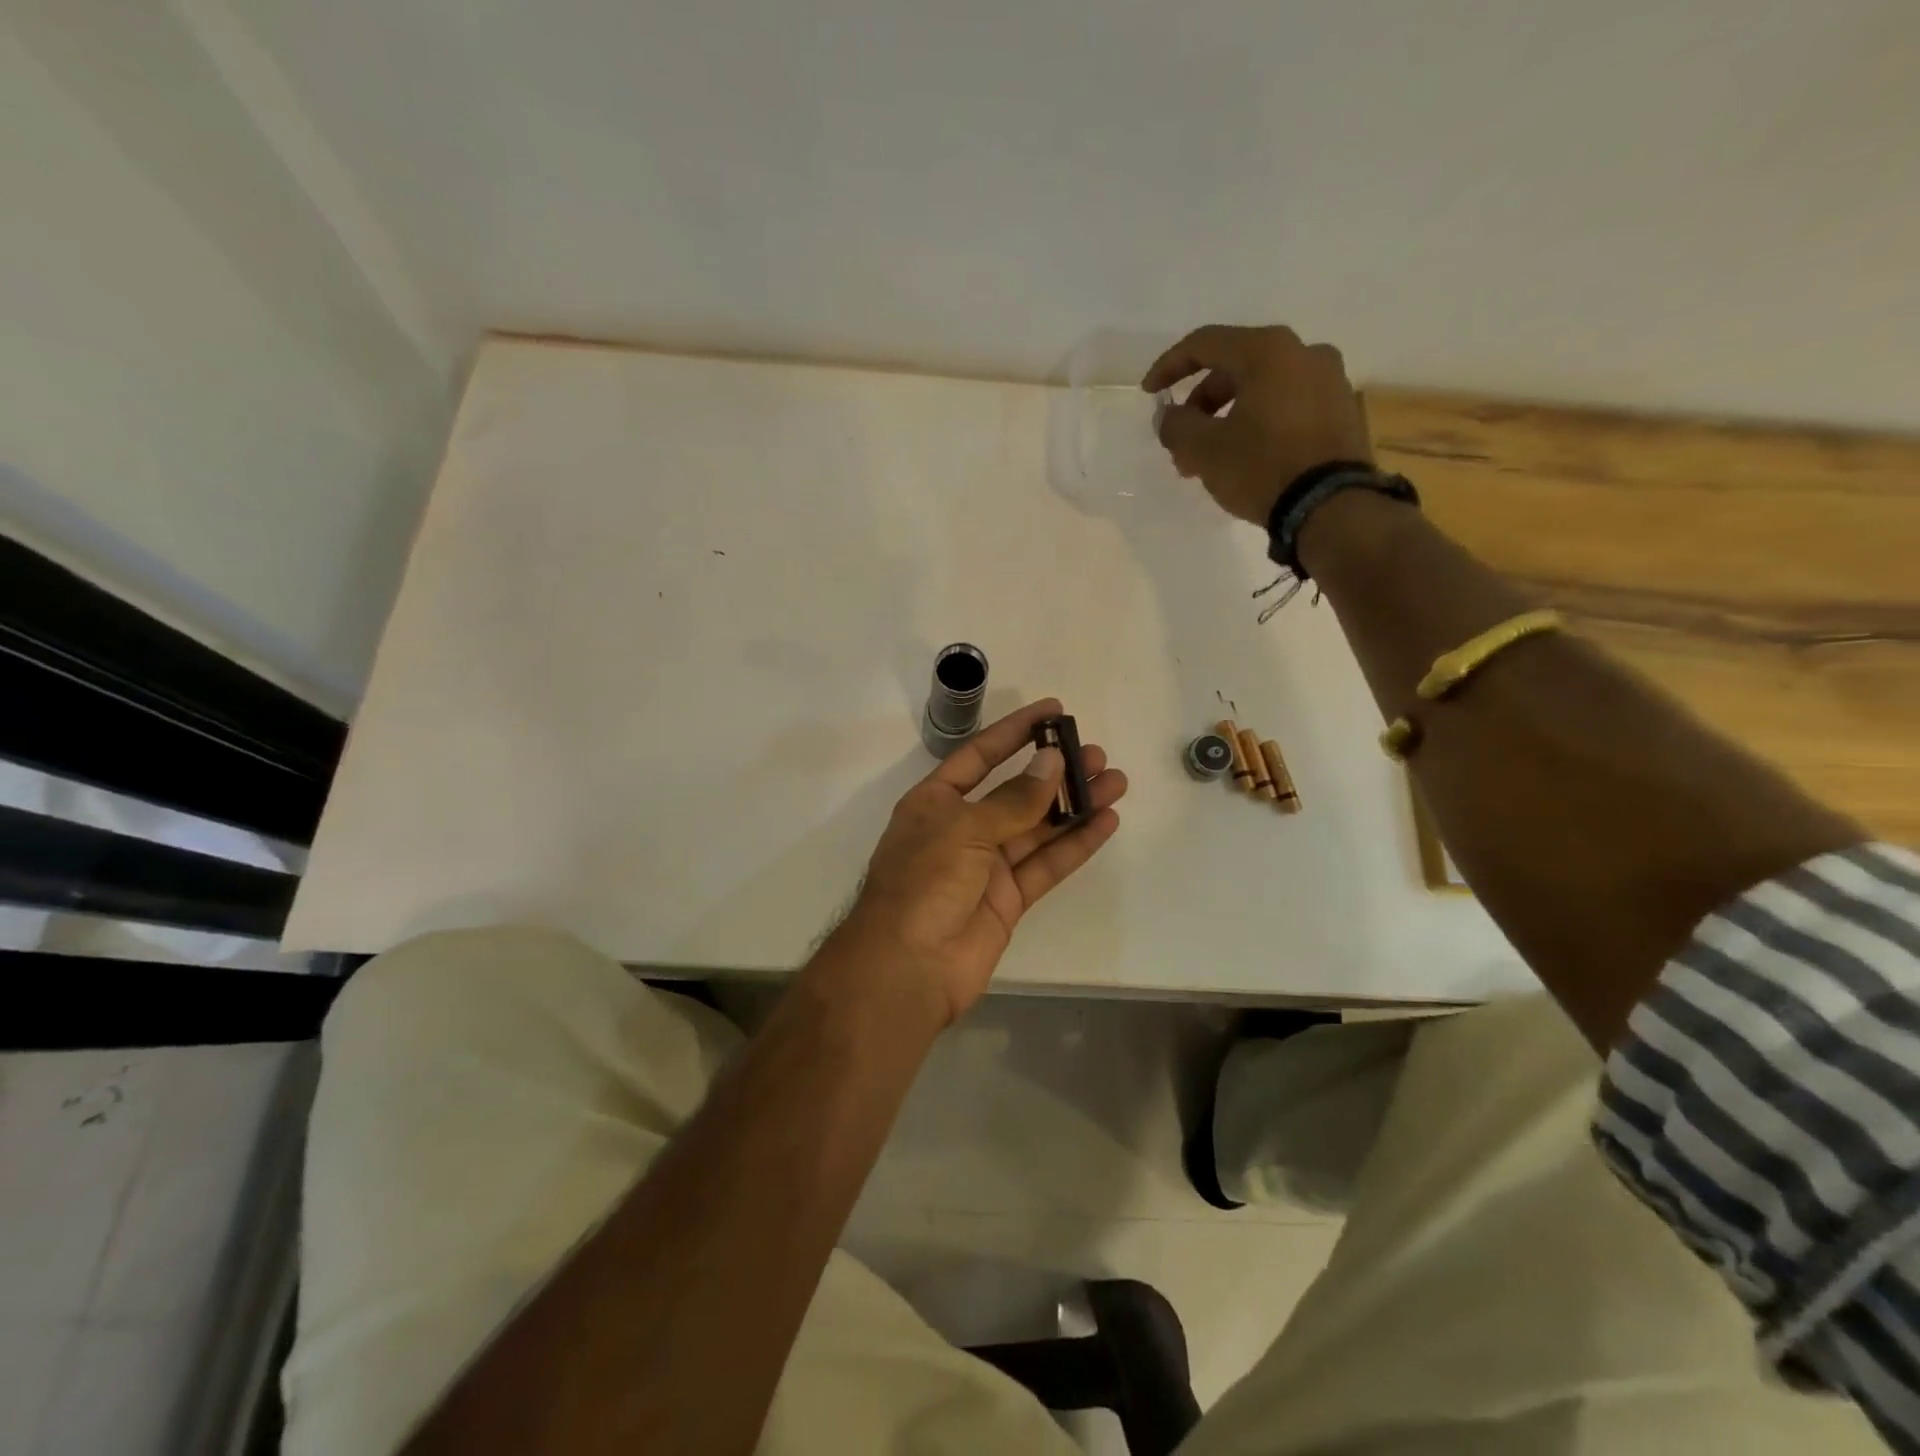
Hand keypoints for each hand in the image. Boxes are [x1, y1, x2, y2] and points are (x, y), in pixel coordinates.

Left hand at [833, 698, 1126, 1027]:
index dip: (1015, 732)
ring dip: (1075, 805)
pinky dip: (1075, 844)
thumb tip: (1052, 762)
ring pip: (1038, 827)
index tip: (1054, 711)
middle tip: (1096, 755)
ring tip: (1115, 782)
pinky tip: (1105, 822)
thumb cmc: (924, 883)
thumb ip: (1014, 799)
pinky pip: (1046, 864)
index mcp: (936, 802)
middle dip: (1055, 772)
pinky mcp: (1008, 899)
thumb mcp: (964, 829)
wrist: (907, 967)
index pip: (980, 755)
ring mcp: (986, 866)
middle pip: (1016, 792)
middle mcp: (962, 828)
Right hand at [1142, 324, 1371, 524]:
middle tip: (1181, 444)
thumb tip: (1169, 416)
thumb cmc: (1261, 467)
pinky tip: (1244, 457)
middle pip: (1235, 368)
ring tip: (1209, 460)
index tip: (1149, 394)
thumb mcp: (1204, 449)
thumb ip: (1176, 425)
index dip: (1169, 366)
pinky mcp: (1342, 411)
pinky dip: (1258, 424)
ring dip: (1227, 418)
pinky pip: (1287, 406)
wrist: (1331, 506)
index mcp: (1268, 351)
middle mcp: (1304, 353)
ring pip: (1261, 390)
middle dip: (1201, 405)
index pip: (1205, 343)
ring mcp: (1329, 381)